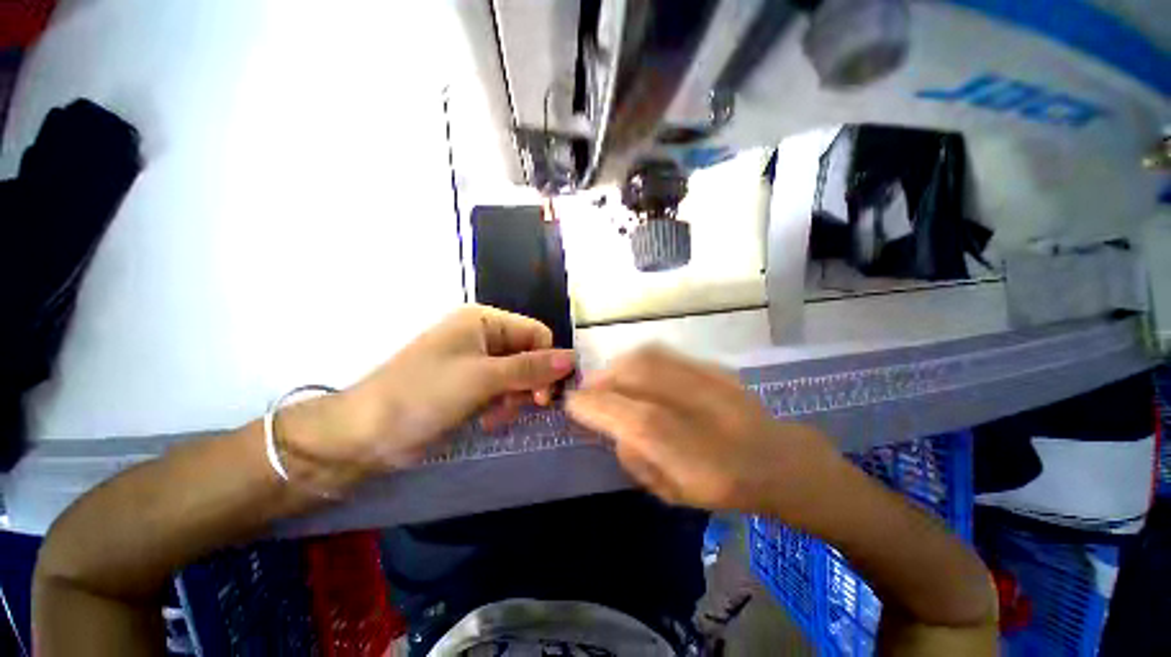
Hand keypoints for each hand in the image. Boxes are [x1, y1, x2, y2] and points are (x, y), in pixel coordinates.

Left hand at [281, 305, 574, 477]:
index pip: (536, 334)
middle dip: (528, 383)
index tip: (544, 396)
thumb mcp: (482, 379)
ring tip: (495, 415)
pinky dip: (501, 404)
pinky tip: (488, 418)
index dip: (547, 362)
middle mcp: (483, 336)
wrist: (365, 434)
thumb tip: (573, 358)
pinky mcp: (470, 383)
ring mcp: (476, 360)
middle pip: (529, 355)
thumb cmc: (424, 395)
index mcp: (484, 321)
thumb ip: (530, 368)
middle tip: (521, 407)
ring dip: (514, 397)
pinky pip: (502, 389)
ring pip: (518, 375)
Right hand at [566, 346, 847, 521]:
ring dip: (618, 365)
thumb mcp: (672, 492)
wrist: (780, 461)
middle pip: (636, 375)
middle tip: (588, 388)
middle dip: (602, 378)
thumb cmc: (724, 487)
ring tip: (608, 377)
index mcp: (687, 449)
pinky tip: (635, 370)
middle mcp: (696, 407)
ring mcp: (708, 381)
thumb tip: (615, 426)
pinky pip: (666, 354)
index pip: (626, 416)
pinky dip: (640, 358)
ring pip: (649, 358)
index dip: (592, 405)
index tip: (572, 402)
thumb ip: (635, 457)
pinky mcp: (714, 368)